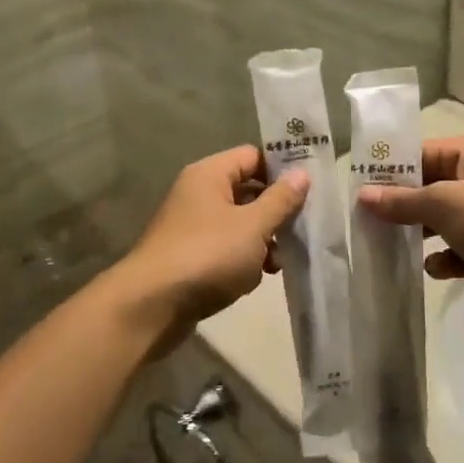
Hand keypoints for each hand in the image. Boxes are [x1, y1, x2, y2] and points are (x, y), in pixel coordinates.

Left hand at [106, 146, 308, 354]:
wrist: (151, 306)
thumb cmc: (207, 255)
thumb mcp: (253, 226)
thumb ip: (281, 200)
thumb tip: (302, 174)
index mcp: (209, 174)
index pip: (253, 156)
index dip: (282, 169)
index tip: (311, 188)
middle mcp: (198, 194)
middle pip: (247, 190)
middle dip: (276, 211)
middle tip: (303, 229)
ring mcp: (192, 226)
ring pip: (239, 223)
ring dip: (262, 240)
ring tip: (279, 262)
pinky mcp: (190, 256)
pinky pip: (225, 248)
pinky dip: (243, 260)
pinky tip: (255, 279)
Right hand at [357, 135, 463, 318]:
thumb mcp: (446, 203)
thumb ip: (403, 201)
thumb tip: (363, 196)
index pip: (422, 155)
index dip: (390, 172)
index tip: (358, 191)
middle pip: (433, 189)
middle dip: (403, 207)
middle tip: (368, 224)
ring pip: (448, 222)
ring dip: (423, 234)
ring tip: (390, 248)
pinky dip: (450, 259)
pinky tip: (432, 269)